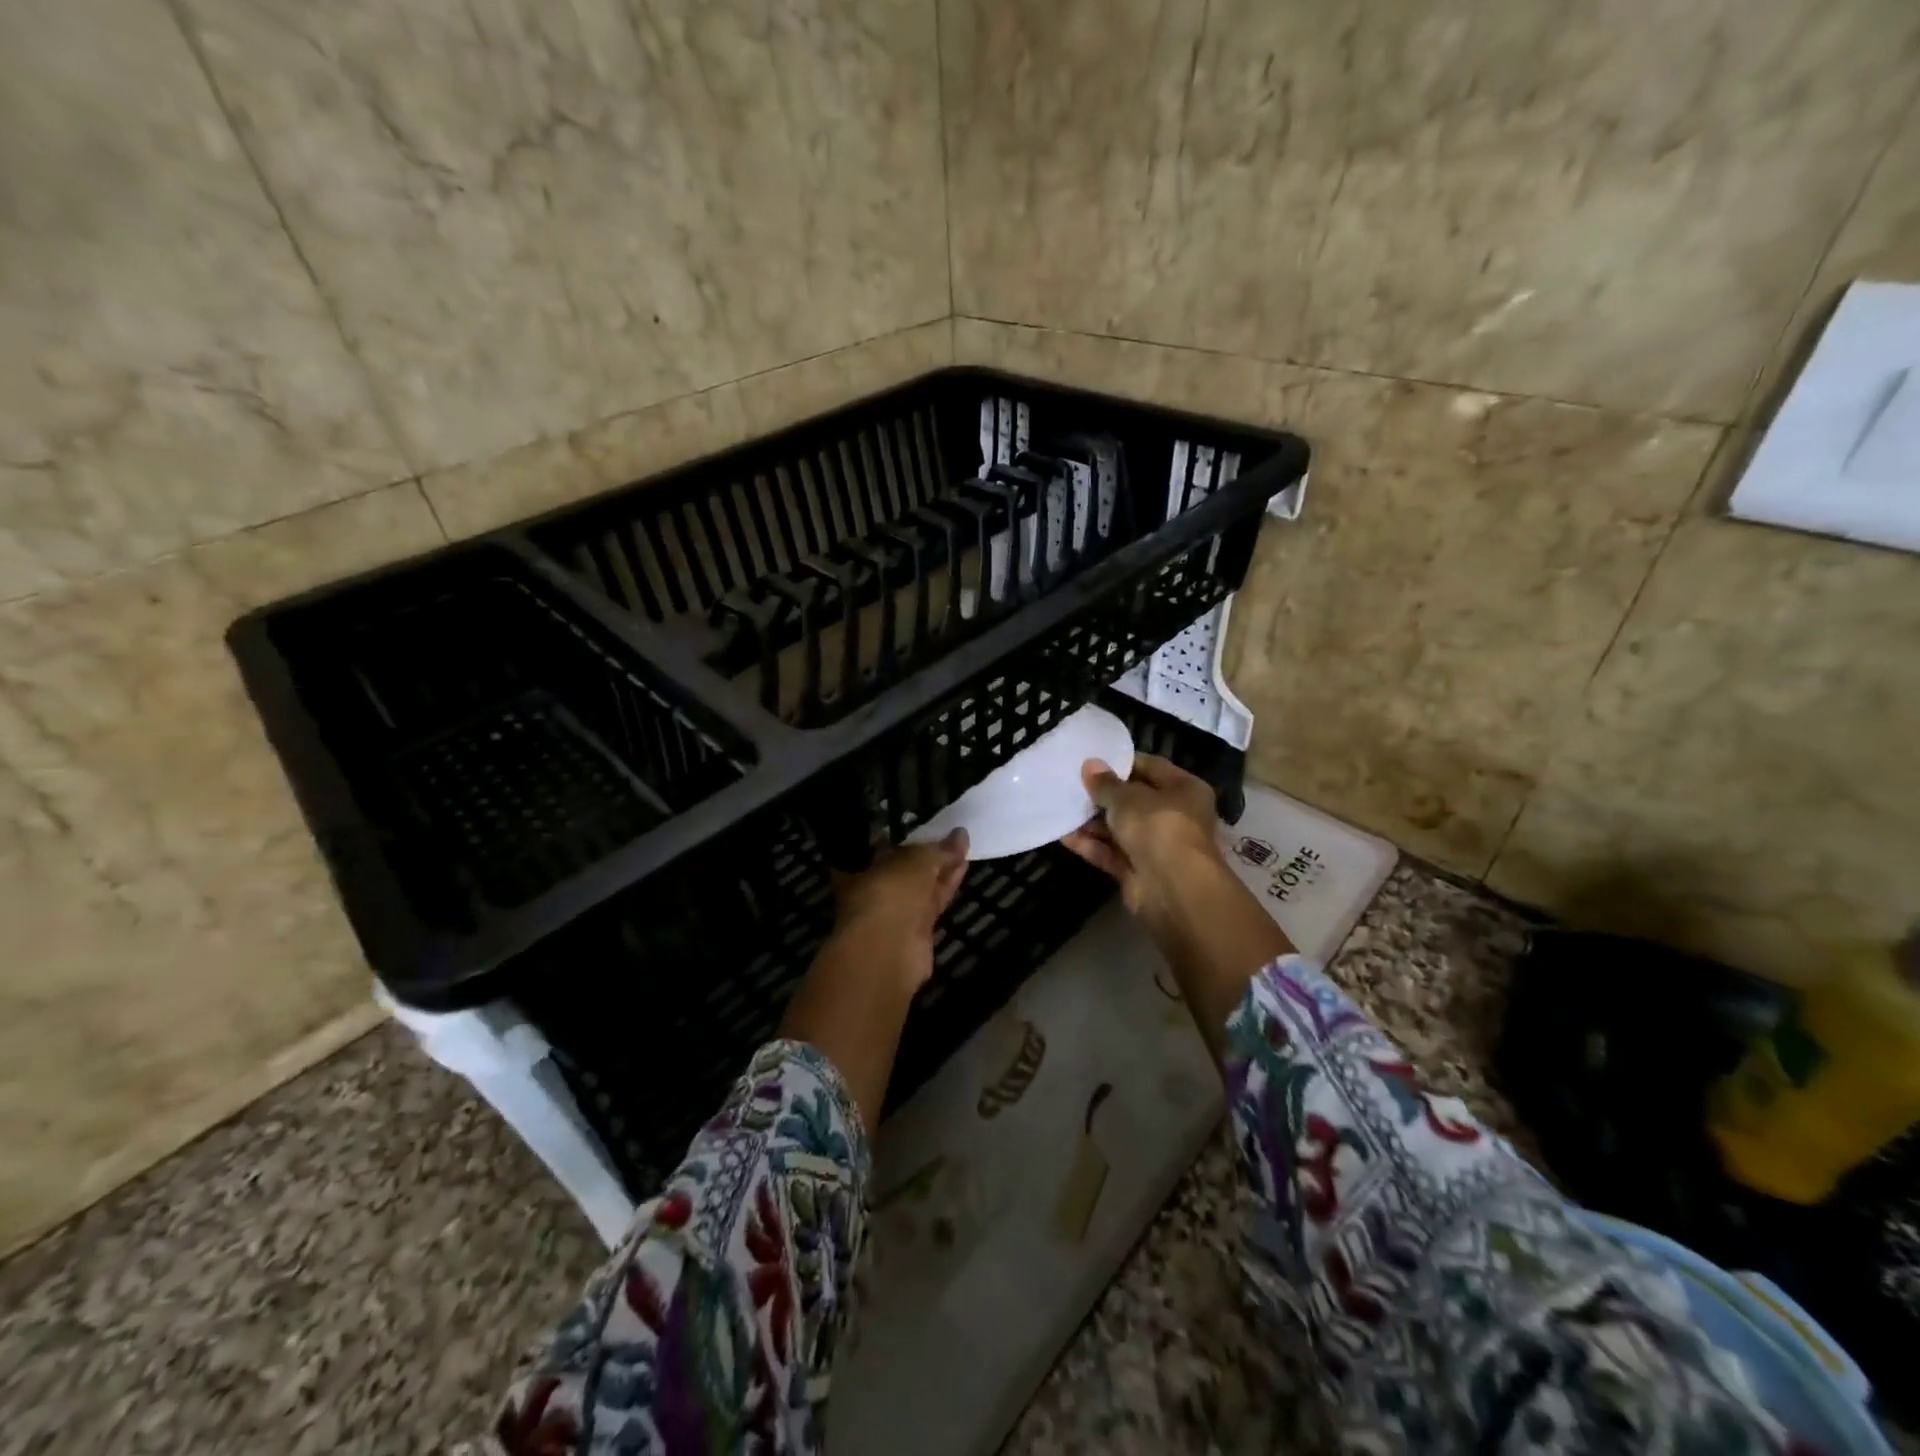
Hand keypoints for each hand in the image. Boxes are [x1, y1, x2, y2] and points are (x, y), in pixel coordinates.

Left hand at [781, 830, 968, 1130]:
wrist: (880, 964)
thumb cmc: (881, 908)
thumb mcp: (907, 869)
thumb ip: (933, 855)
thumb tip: (958, 836)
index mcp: (860, 881)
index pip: (883, 857)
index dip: (905, 845)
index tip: (921, 834)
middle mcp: (874, 902)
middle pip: (905, 875)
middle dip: (928, 861)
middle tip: (954, 841)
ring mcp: (895, 925)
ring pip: (922, 892)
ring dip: (942, 873)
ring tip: (965, 852)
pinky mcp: (916, 944)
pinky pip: (935, 908)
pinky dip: (948, 891)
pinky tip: (962, 876)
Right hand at [1062, 754, 1291, 1049]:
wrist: (1173, 890)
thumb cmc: (1159, 828)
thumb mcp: (1128, 798)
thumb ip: (1106, 784)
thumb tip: (1090, 765)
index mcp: (1184, 789)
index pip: (1151, 767)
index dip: (1121, 763)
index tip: (1090, 760)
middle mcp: (1173, 816)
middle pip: (1133, 800)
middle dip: (1102, 795)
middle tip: (1069, 783)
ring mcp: (1155, 846)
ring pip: (1119, 828)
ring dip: (1092, 821)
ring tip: (1060, 806)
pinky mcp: (1138, 871)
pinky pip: (1111, 853)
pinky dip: (1090, 845)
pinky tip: (1063, 835)